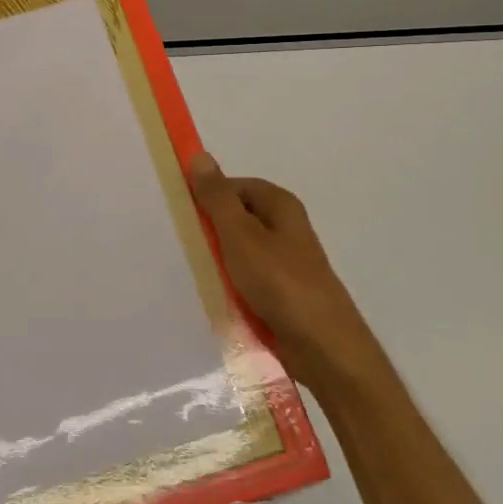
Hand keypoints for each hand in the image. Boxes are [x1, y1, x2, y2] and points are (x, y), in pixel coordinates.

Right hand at [189, 153, 377, 389]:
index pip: (233, 186)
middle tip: (179, 244)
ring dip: (218, 261)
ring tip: (190, 272)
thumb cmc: (280, 282)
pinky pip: (246, 280)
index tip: (178, 213)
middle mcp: (284, 228)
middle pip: (236, 219)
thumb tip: (199, 156)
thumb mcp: (240, 234)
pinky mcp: (281, 293)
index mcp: (279, 205)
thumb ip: (217, 197)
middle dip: (209, 231)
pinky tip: (213, 296)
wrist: (323, 347)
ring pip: (239, 252)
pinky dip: (230, 285)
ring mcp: (284, 262)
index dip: (206, 196)